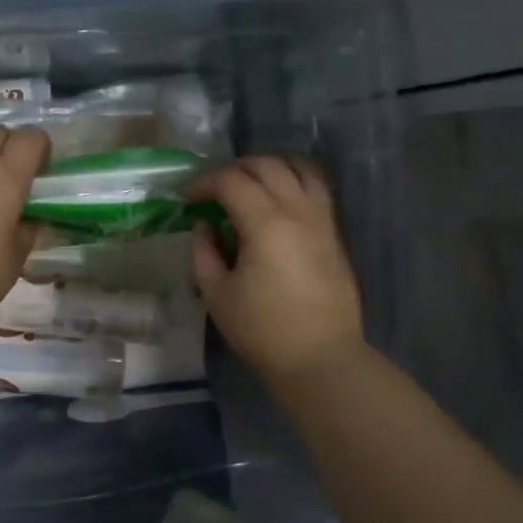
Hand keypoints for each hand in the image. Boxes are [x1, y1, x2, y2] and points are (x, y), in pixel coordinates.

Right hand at [185, 155, 365, 381]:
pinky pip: (317, 188)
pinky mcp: (334, 233)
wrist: (320, 358)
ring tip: (250, 185)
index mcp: (266, 224)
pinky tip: (277, 201)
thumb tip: (205, 226)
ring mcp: (322, 219)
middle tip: (214, 190)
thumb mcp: (217, 294)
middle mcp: (298, 210)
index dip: (204, 183)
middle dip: (235, 169)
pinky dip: (294, 180)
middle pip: (266, 165)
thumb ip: (204, 252)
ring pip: (299, 167)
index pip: (231, 181)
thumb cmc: (262, 330)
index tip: (187, 198)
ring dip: (270, 167)